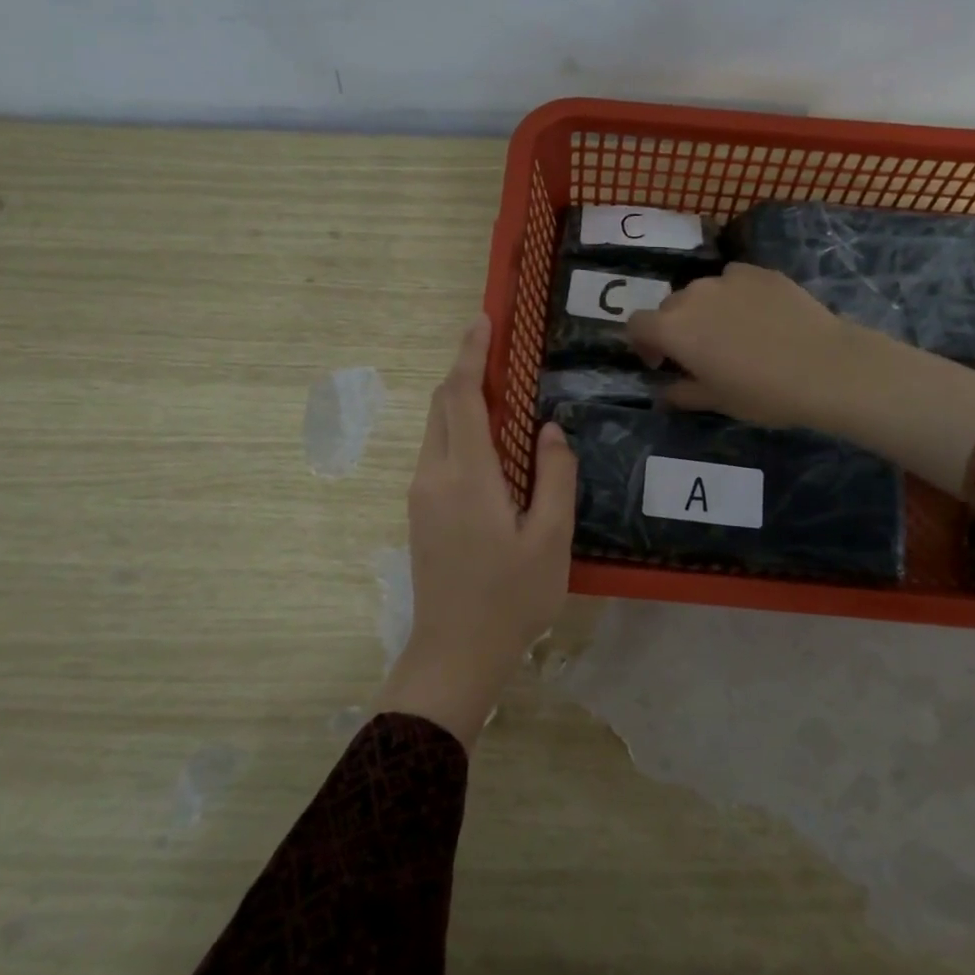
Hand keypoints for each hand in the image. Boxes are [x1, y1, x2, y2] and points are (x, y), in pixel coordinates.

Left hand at [377, 315, 578, 748]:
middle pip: (442, 405)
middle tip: (496, 347)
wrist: (455, 653)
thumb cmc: (511, 599)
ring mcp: (421, 493)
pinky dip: (457, 428)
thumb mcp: (551, 539)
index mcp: (467, 476)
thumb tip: (549, 429)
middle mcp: (434, 474)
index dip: (471, 355)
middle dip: (464, 369)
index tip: (482, 321)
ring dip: (460, 399)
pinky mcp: (420, 511)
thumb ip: (555, 476)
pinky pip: (436, 451)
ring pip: (436, 427)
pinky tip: (487, 439)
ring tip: (498, 388)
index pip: (463, 397)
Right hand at [625, 263, 864, 429]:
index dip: (643, 343)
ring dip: (705, 310)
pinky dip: (735, 296)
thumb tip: (665, 392)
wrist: (825, 367)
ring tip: (733, 332)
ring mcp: (727, 278)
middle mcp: (692, 295)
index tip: (662, 363)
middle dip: (675, 328)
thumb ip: (682, 393)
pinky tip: (760, 316)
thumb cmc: (763, 393)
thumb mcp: (717, 401)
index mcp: (673, 329)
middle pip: (669, 306)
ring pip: (702, 291)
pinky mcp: (759, 271)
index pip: (636, 324)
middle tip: (700, 352)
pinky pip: (733, 280)